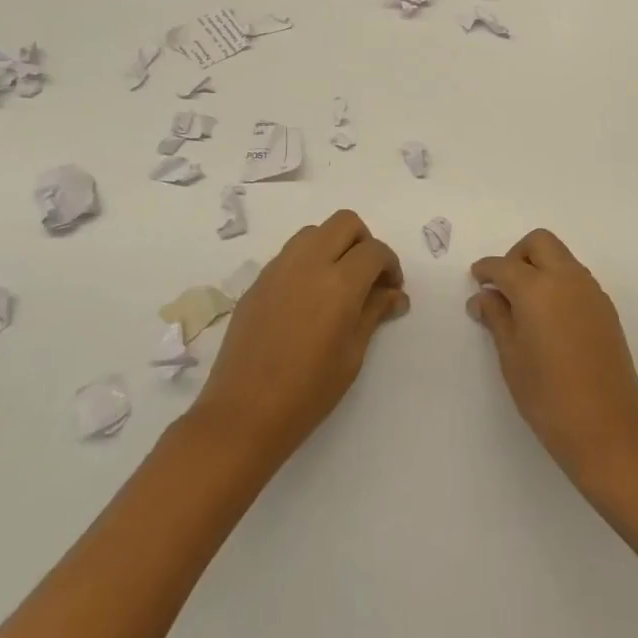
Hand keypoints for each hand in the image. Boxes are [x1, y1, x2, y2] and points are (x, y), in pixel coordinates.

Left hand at [190, 209, 408, 467]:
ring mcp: (279, 268)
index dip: (390, 265)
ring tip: (337, 283)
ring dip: (333, 245)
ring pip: (315, 231)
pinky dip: (308, 261)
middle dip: (364, 242)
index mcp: (339, 282)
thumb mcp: (352, 355)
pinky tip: (308, 298)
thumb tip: (395, 294)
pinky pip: (291, 253)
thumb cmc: (307, 393)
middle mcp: (309, 263)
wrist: (242, 415)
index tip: (391, 289)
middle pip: (345, 222)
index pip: (374, 251)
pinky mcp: (258, 281)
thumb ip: (374, 313)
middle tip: (367, 277)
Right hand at [468, 229, 637, 488]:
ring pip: (561, 257)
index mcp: (537, 288)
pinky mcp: (606, 308)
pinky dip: (558, 283)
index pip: (504, 265)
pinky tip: (549, 318)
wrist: (609, 431)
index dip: (486, 270)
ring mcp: (591, 291)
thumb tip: (483, 297)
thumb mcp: (511, 358)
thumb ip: (496, 318)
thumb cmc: (548, 397)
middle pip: (539, 243)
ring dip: (540, 267)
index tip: (477, 279)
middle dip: (517, 255)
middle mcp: (567, 278)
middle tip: (503, 286)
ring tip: (525, 305)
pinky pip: (576, 278)